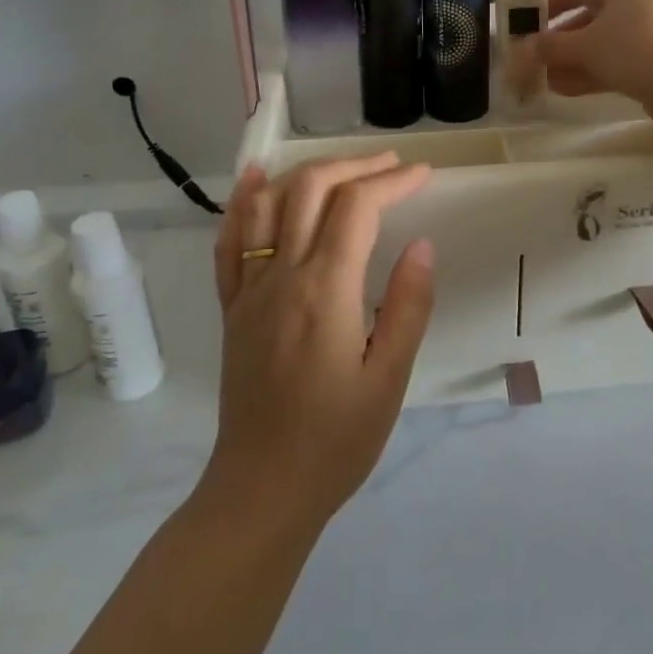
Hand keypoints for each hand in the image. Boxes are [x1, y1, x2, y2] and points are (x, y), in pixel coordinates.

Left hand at [204, 153, 435, 533]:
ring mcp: (249, 290)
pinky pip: (229, 242)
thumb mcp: (390, 378)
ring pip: (268, 204)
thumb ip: (408, 305)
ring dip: (306, 172)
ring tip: (343, 165)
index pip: (358, 207)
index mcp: (325, 290)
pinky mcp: (232, 309)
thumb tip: (421, 244)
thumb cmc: (336, 440)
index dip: (392, 181)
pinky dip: (243, 203)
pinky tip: (256, 180)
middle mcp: (281, 276)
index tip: (424, 174)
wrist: (261, 489)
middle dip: (354, 165)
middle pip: (311, 189)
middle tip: (392, 164)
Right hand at [537, 0, 652, 117]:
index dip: (548, 6)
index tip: (527, 24)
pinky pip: (616, 60)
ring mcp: (649, 30)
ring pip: (602, 43)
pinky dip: (592, 72)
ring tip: (545, 80)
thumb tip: (524, 49)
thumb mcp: (584, 45)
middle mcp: (638, 0)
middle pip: (589, 18)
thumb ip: (550, 46)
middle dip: (560, 43)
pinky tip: (565, 89)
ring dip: (572, 61)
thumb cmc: (630, 46)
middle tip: (536, 60)